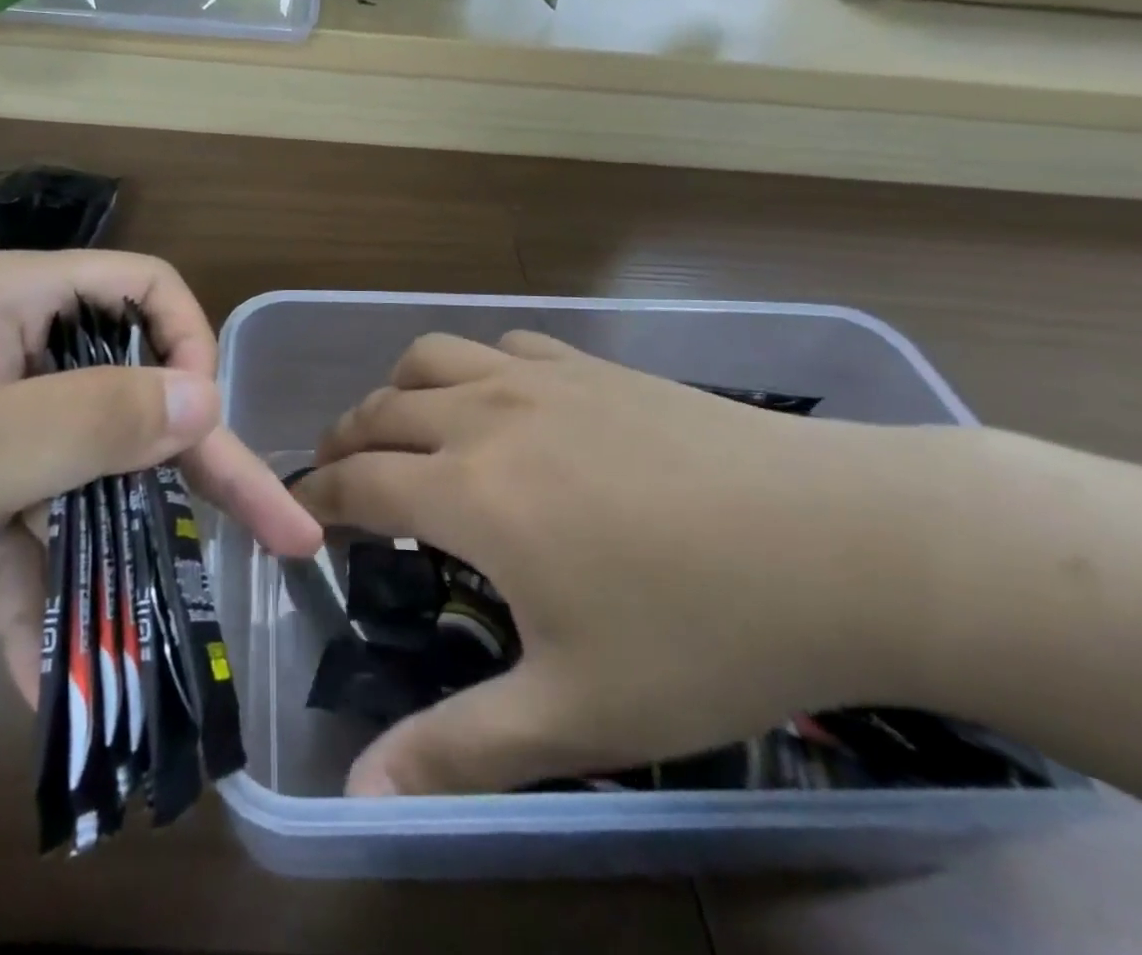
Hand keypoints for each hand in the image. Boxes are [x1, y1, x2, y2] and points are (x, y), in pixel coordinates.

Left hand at [0, 251, 321, 688]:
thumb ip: (101, 420)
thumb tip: (208, 395)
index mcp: (12, 302)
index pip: (143, 290)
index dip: (190, 346)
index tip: (201, 426)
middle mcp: (5, 348)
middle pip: (126, 391)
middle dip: (194, 467)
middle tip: (275, 533)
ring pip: (81, 468)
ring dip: (111, 550)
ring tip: (150, 639)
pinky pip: (20, 523)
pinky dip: (37, 587)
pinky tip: (45, 675)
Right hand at [295, 332, 936, 795]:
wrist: (841, 540)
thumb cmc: (703, 631)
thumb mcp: (578, 713)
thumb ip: (458, 751)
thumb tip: (358, 798)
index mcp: (469, 490)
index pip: (356, 482)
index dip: (315, 500)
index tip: (301, 520)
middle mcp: (485, 415)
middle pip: (379, 410)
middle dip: (343, 443)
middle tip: (340, 483)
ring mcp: (539, 376)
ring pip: (429, 358)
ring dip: (397, 392)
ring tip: (403, 433)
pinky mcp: (589, 362)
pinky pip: (500, 344)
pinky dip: (471, 367)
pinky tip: (497, 401)